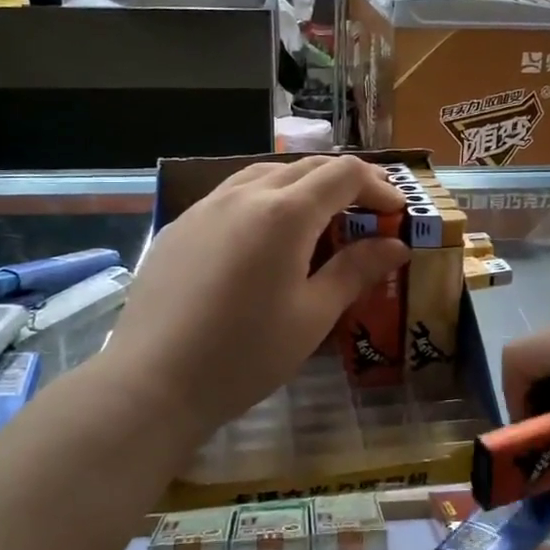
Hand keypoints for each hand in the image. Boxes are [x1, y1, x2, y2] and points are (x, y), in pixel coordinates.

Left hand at [106, 156, 410, 438]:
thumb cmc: (245, 354)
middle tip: (367, 214)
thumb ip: (355, 271)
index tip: (396, 212)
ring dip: (301, 187)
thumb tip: (395, 245)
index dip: (377, 186)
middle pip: (306, 168)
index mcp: (285, 213)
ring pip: (265, 175)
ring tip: (317, 220)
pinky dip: (263, 202)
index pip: (343, 174)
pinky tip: (262, 239)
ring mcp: (205, 207)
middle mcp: (245, 194)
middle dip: (344, 183)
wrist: (153, 382)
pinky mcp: (180, 226)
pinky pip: (231, 196)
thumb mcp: (313, 316)